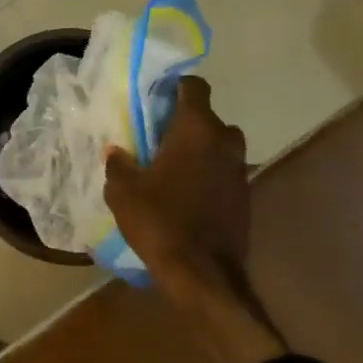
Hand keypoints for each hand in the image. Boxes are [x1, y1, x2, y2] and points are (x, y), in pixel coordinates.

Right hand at [103, 76, 285, 362]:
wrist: (204, 275)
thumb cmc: (160, 222)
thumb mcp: (123, 192)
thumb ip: (119, 164)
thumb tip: (117, 152)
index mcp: (196, 129)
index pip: (194, 87)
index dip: (175, 88)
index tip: (156, 100)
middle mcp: (225, 141)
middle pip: (207, 117)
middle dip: (185, 123)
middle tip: (158, 138)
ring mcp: (240, 169)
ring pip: (218, 146)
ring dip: (199, 151)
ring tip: (172, 168)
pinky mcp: (246, 195)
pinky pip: (224, 172)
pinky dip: (208, 175)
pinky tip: (187, 194)